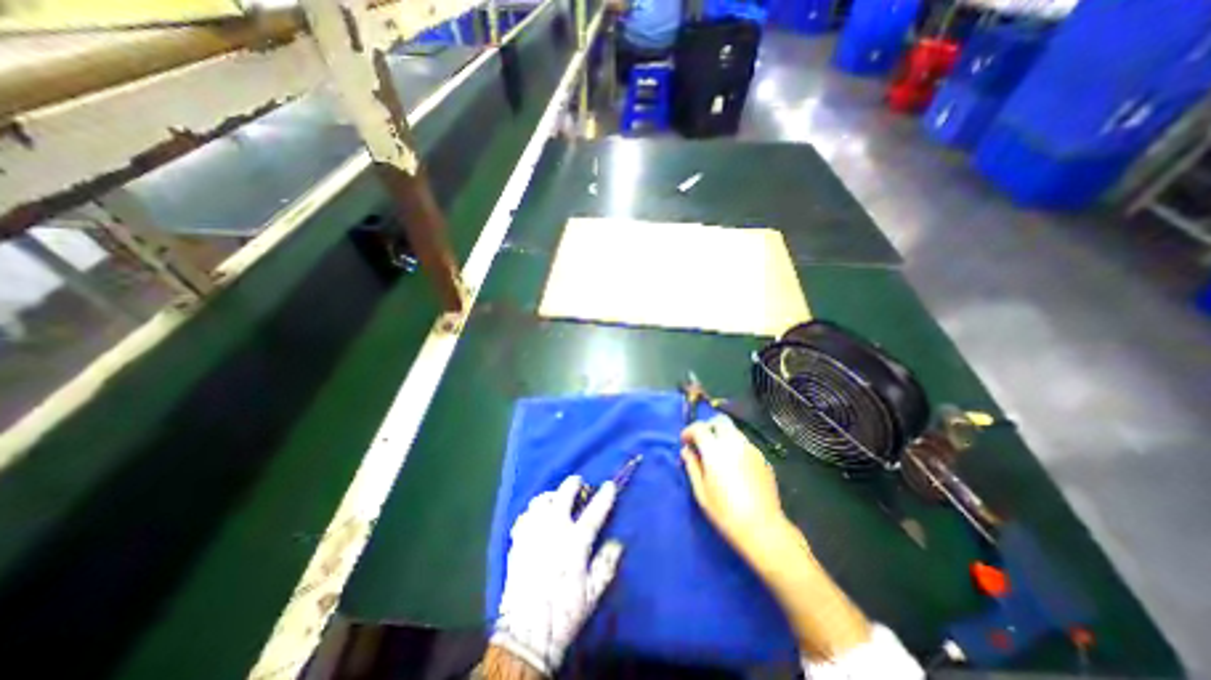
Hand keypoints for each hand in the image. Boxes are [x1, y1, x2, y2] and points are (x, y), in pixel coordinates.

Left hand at [491, 475, 623, 677]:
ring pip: (542, 499)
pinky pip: (526, 514)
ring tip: (557, 501)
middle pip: (564, 493)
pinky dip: (534, 511)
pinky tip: (538, 519)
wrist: (525, 633)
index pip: (594, 511)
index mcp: (575, 542)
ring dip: (553, 495)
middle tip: (579, 485)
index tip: (610, 485)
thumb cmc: (564, 613)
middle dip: (574, 484)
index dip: (604, 495)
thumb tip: (617, 542)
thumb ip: (607, 564)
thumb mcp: (593, 593)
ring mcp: (533, 532)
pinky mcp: (518, 539)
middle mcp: (554, 529)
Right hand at [681, 415, 797, 562]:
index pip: (700, 427)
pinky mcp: (763, 458)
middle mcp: (734, 443)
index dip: (689, 431)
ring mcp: (751, 449)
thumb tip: (686, 451)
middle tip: (701, 441)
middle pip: (720, 420)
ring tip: (717, 453)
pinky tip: (734, 464)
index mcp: (715, 451)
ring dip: (722, 435)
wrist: (763, 528)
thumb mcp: (701, 492)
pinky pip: (745, 443)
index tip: (685, 441)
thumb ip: (692, 466)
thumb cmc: (726, 513)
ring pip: (734, 430)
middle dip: (708, 426)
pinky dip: (734, 445)